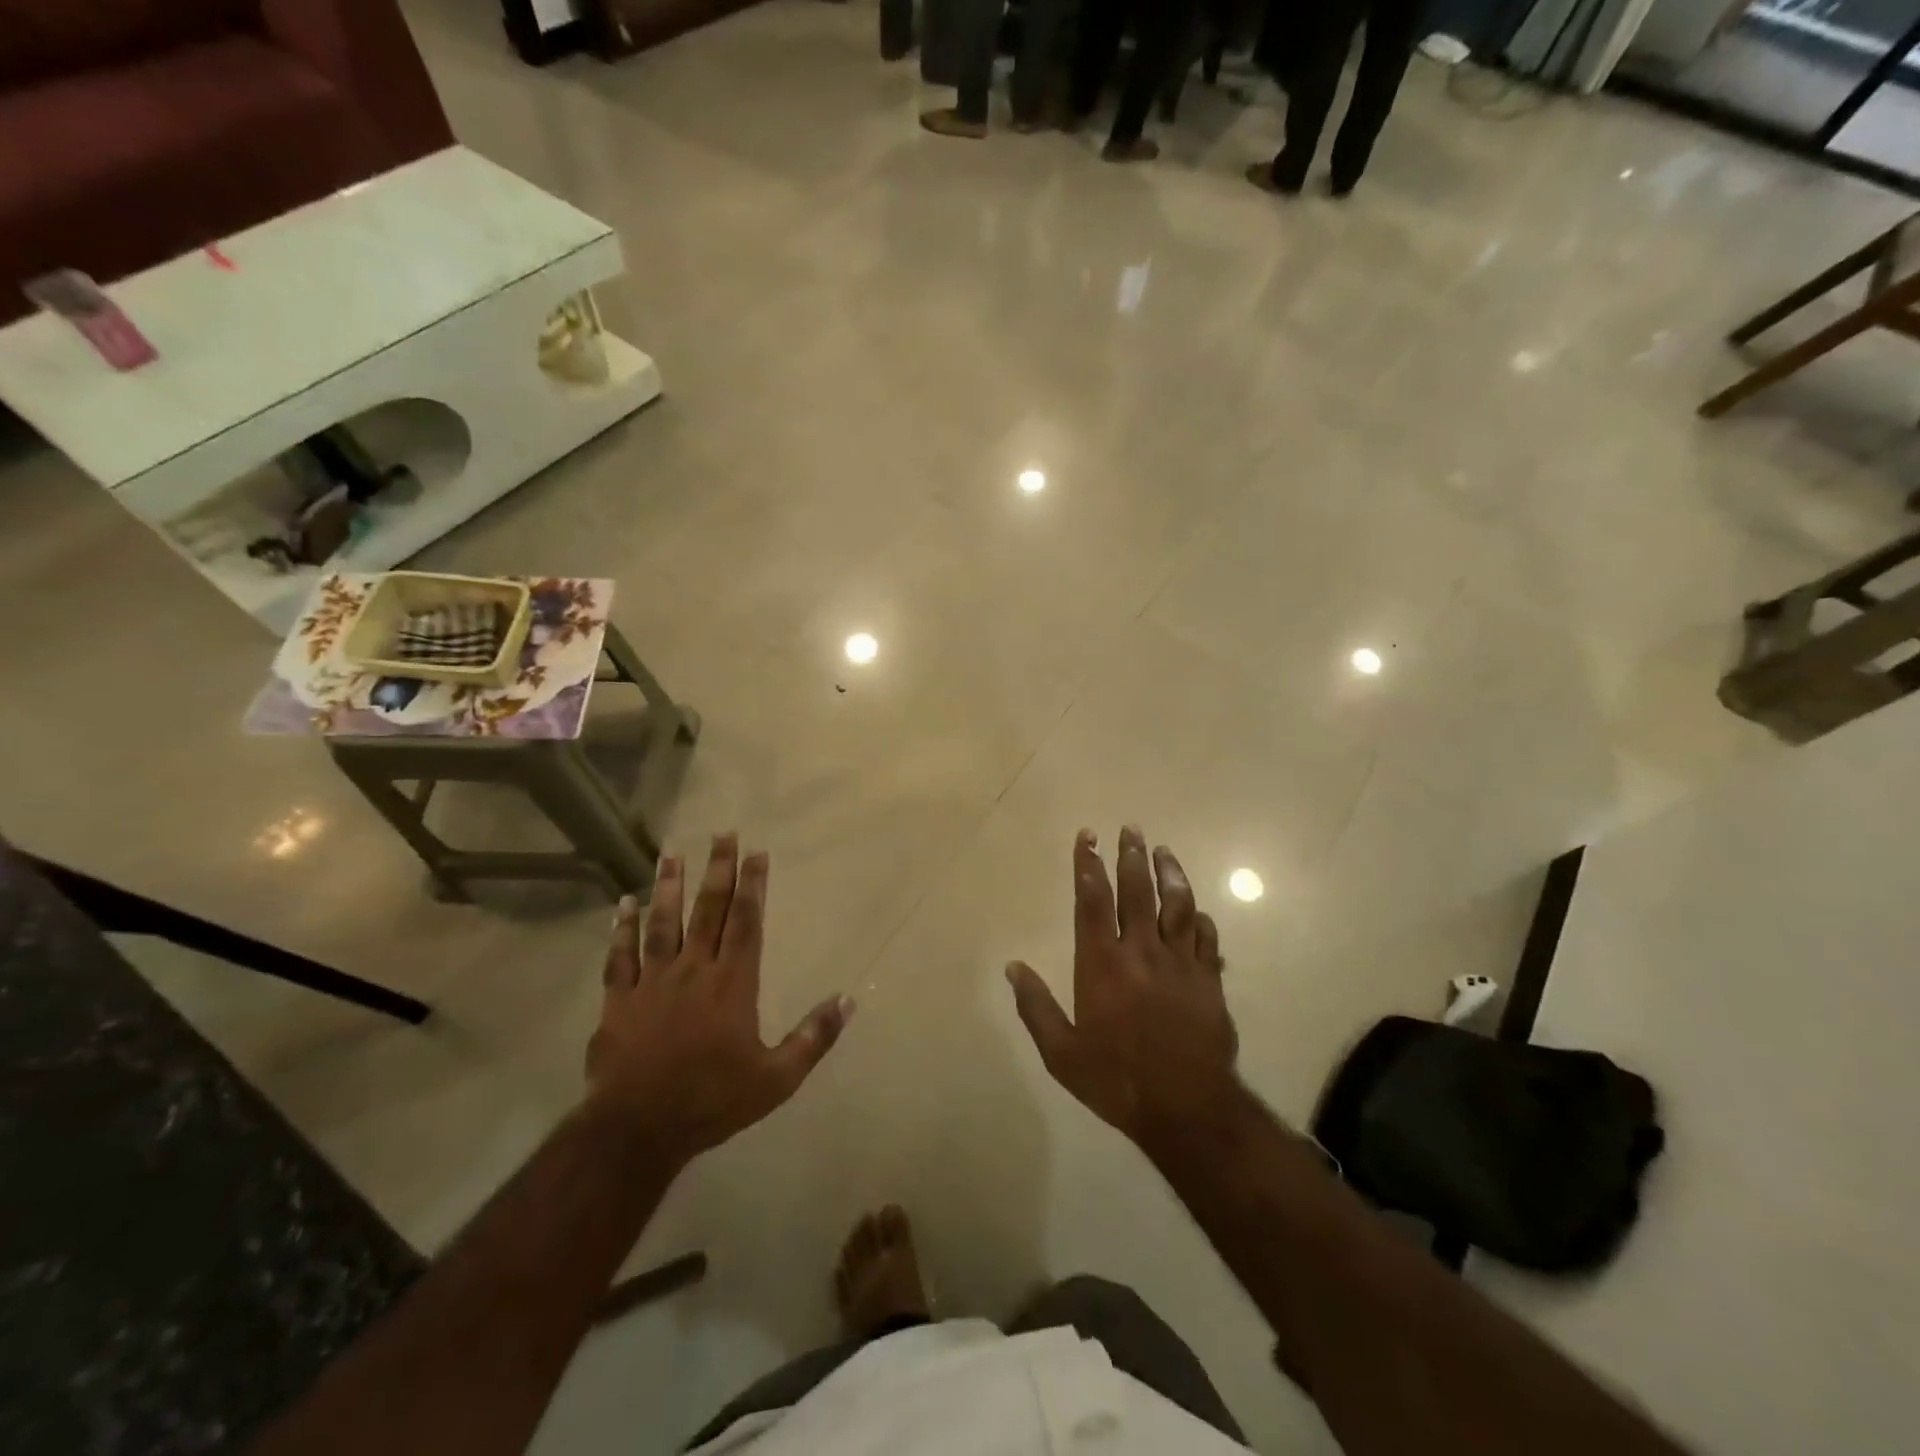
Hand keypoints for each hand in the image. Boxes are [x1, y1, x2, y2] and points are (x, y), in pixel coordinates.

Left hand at [586, 834, 852, 1167]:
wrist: (637, 1130)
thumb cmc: (712, 1100)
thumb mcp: (776, 1078)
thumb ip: (813, 1037)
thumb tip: (848, 1000)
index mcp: (732, 983)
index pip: (746, 922)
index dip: (753, 885)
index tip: (756, 853)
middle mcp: (694, 970)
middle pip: (708, 910)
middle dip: (718, 870)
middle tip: (722, 834)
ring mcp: (652, 982)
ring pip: (662, 923)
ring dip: (668, 886)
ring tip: (672, 853)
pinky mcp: (619, 1000)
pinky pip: (620, 956)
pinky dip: (621, 929)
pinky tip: (623, 903)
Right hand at [1006, 826, 1238, 1149]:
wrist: (1188, 1110)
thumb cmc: (1117, 1081)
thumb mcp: (1062, 1054)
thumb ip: (1035, 1007)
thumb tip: (1012, 967)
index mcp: (1103, 964)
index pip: (1093, 900)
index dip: (1088, 864)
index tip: (1088, 836)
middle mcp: (1142, 952)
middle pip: (1138, 891)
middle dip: (1131, 856)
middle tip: (1131, 828)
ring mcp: (1181, 964)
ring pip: (1178, 905)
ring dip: (1170, 874)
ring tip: (1164, 850)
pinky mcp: (1209, 980)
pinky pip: (1206, 938)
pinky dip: (1199, 919)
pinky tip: (1196, 910)